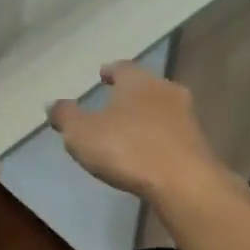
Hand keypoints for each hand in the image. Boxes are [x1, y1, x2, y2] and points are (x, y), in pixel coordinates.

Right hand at [48, 61, 232, 205]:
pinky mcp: (197, 144)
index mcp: (138, 80)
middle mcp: (165, 90)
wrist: (183, 182)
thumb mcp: (82, 133)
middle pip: (144, 86)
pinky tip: (147, 152)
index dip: (110, 71)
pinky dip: (158, 138)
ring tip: (129, 130)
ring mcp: (186, 117)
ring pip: (161, 109)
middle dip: (129, 94)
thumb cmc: (127, 148)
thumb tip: (52, 104)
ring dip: (146, 117)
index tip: (102, 76)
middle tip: (113, 103)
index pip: (122, 67)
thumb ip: (65, 116)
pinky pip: (171, 134)